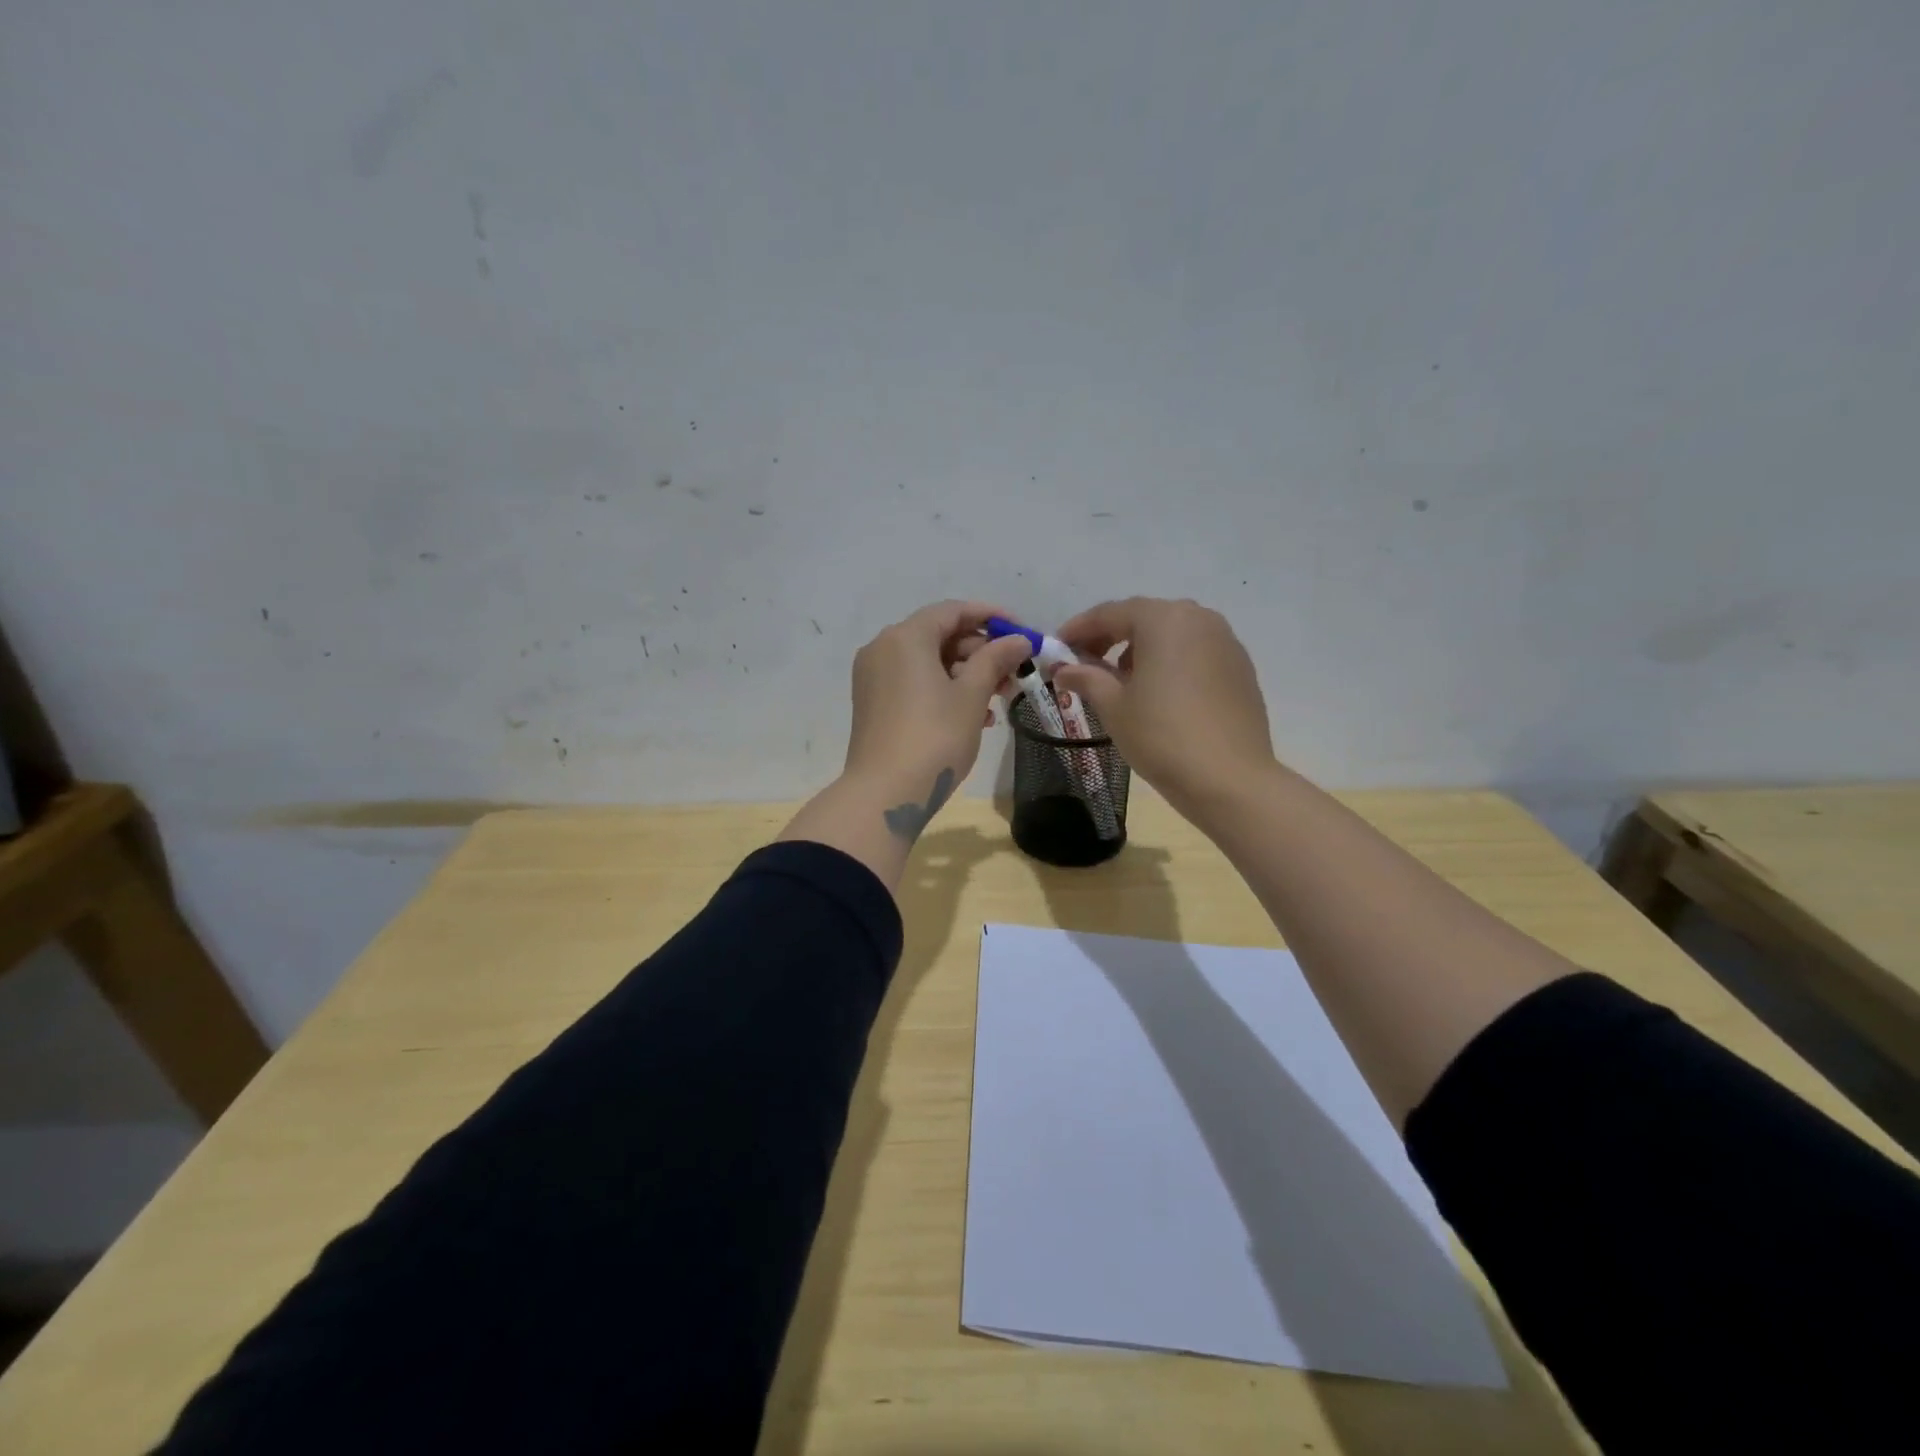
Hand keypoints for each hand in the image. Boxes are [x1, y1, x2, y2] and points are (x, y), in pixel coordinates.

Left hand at [843, 601, 1035, 834]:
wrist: (885, 794)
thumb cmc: (934, 737)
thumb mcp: (972, 696)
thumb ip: (995, 659)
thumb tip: (1019, 639)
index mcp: (905, 637)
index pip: (953, 611)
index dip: (991, 617)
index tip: (1022, 631)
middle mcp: (883, 649)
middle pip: (940, 636)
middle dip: (981, 652)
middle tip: (1015, 672)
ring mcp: (874, 677)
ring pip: (929, 663)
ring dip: (967, 675)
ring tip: (1000, 698)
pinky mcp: (873, 703)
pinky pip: (914, 683)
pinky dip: (944, 691)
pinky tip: (975, 716)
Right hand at [1052, 598, 1275, 823]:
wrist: (1230, 779)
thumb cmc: (1161, 736)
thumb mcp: (1113, 706)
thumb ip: (1086, 678)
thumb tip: (1063, 669)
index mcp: (1164, 619)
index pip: (1110, 613)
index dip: (1078, 629)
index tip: (1056, 647)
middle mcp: (1199, 618)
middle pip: (1144, 618)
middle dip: (1110, 637)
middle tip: (1084, 663)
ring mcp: (1226, 642)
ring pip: (1172, 635)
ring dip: (1141, 649)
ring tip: (1122, 681)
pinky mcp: (1240, 668)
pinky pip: (1195, 653)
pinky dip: (1170, 662)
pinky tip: (1159, 693)